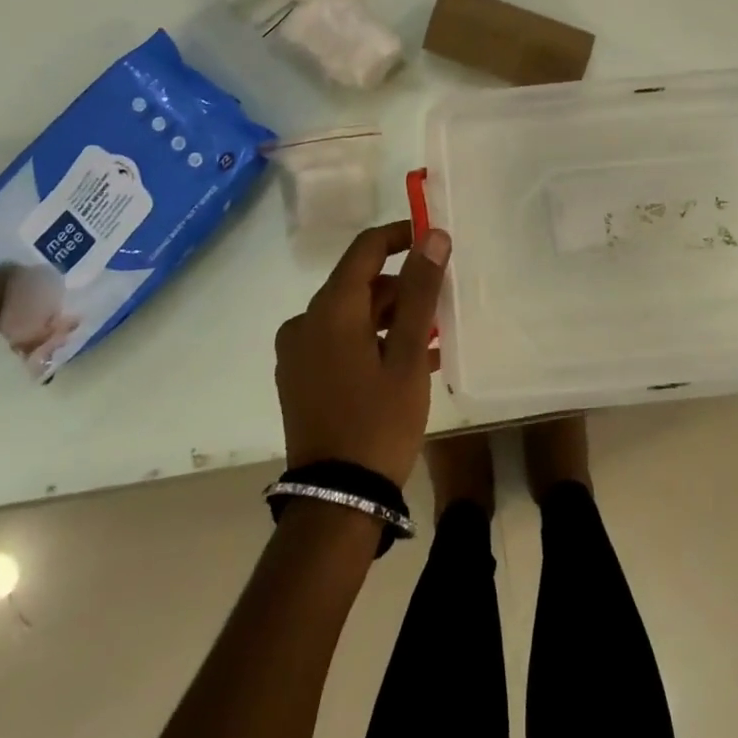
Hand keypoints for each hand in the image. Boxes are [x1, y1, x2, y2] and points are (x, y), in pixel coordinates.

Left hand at [275, 221, 450, 487]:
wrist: (336, 501)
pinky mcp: (298, 377)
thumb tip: (433, 236)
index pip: (366, 248)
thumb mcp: (408, 354)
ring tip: (430, 339)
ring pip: (350, 314)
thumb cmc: (379, 421)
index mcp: (330, 309)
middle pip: (358, 283)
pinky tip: (404, 362)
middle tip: (440, 306)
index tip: (433, 240)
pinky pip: (338, 341)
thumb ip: (420, 290)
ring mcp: (297, 352)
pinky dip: (370, 341)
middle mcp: (305, 321)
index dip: (400, 236)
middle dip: (401, 288)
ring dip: (389, 318)